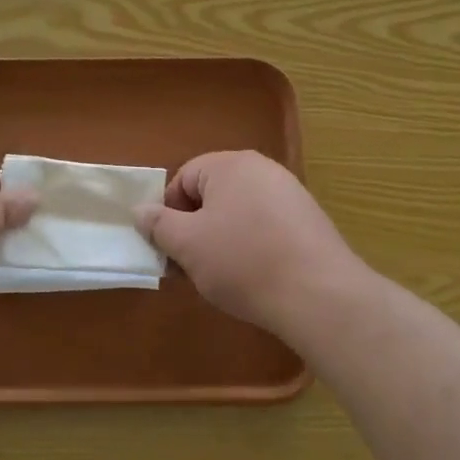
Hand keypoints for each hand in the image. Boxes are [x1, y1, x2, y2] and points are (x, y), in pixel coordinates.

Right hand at [136, 151, 358, 326]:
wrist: (319, 294)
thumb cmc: (243, 261)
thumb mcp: (188, 245)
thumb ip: (159, 224)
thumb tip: (140, 210)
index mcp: (230, 164)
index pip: (184, 178)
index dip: (169, 213)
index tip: (170, 249)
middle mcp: (262, 169)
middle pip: (212, 194)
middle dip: (195, 229)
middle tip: (191, 266)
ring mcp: (290, 194)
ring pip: (239, 213)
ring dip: (222, 240)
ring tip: (223, 277)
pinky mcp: (309, 221)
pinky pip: (266, 226)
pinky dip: (253, 247)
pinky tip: (256, 277)